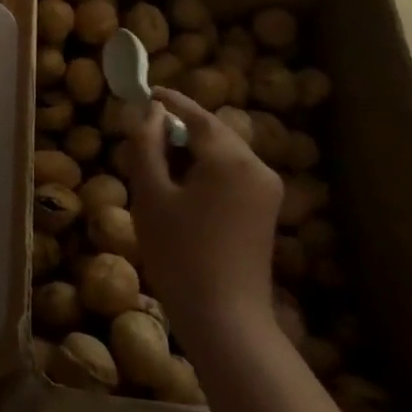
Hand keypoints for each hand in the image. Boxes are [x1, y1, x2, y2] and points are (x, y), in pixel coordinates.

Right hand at [127, 87, 284, 334]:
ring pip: (224, 153)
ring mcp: (267, 190)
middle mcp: (257, 165)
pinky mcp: (267, 211)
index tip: (145, 91)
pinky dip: (208, 170)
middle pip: (214, 131)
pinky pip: (234, 174)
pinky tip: (184, 190)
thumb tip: (150, 112)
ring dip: (194, 150)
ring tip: (159, 165)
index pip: (196, 114)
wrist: (225, 319)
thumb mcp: (151, 194)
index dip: (169, 101)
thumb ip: (147, 145)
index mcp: (230, 158)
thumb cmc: (180, 254)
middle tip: (144, 135)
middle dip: (180, 128)